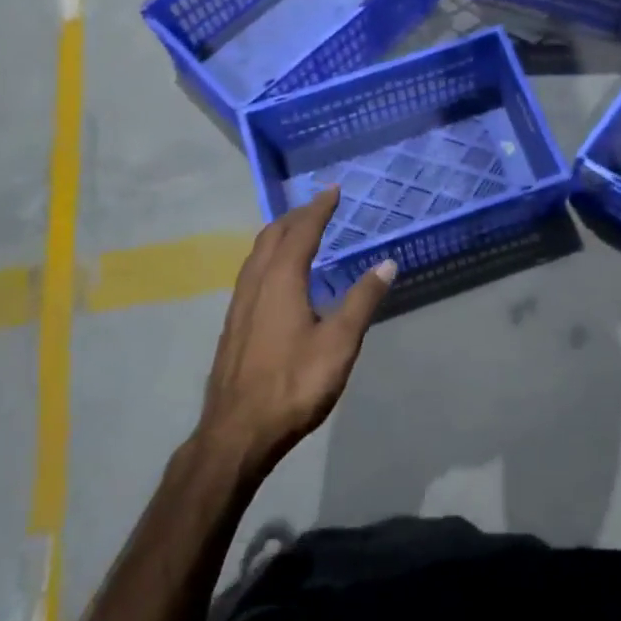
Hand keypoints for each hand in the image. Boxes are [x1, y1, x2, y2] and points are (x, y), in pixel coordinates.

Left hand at [197, 188, 395, 473]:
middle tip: (319, 206)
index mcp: (281, 279)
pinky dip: (269, 256)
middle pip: (273, 235)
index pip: (302, 231)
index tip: (333, 190)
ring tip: (298, 231)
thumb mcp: (339, 343)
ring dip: (279, 234)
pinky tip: (278, 276)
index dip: (319, 208)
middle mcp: (256, 282)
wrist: (237, 431)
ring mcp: (240, 303)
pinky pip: (252, 272)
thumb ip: (362, 300)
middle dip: (296, 216)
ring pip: (257, 253)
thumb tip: (387, 263)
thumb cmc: (293, 384)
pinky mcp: (233, 323)